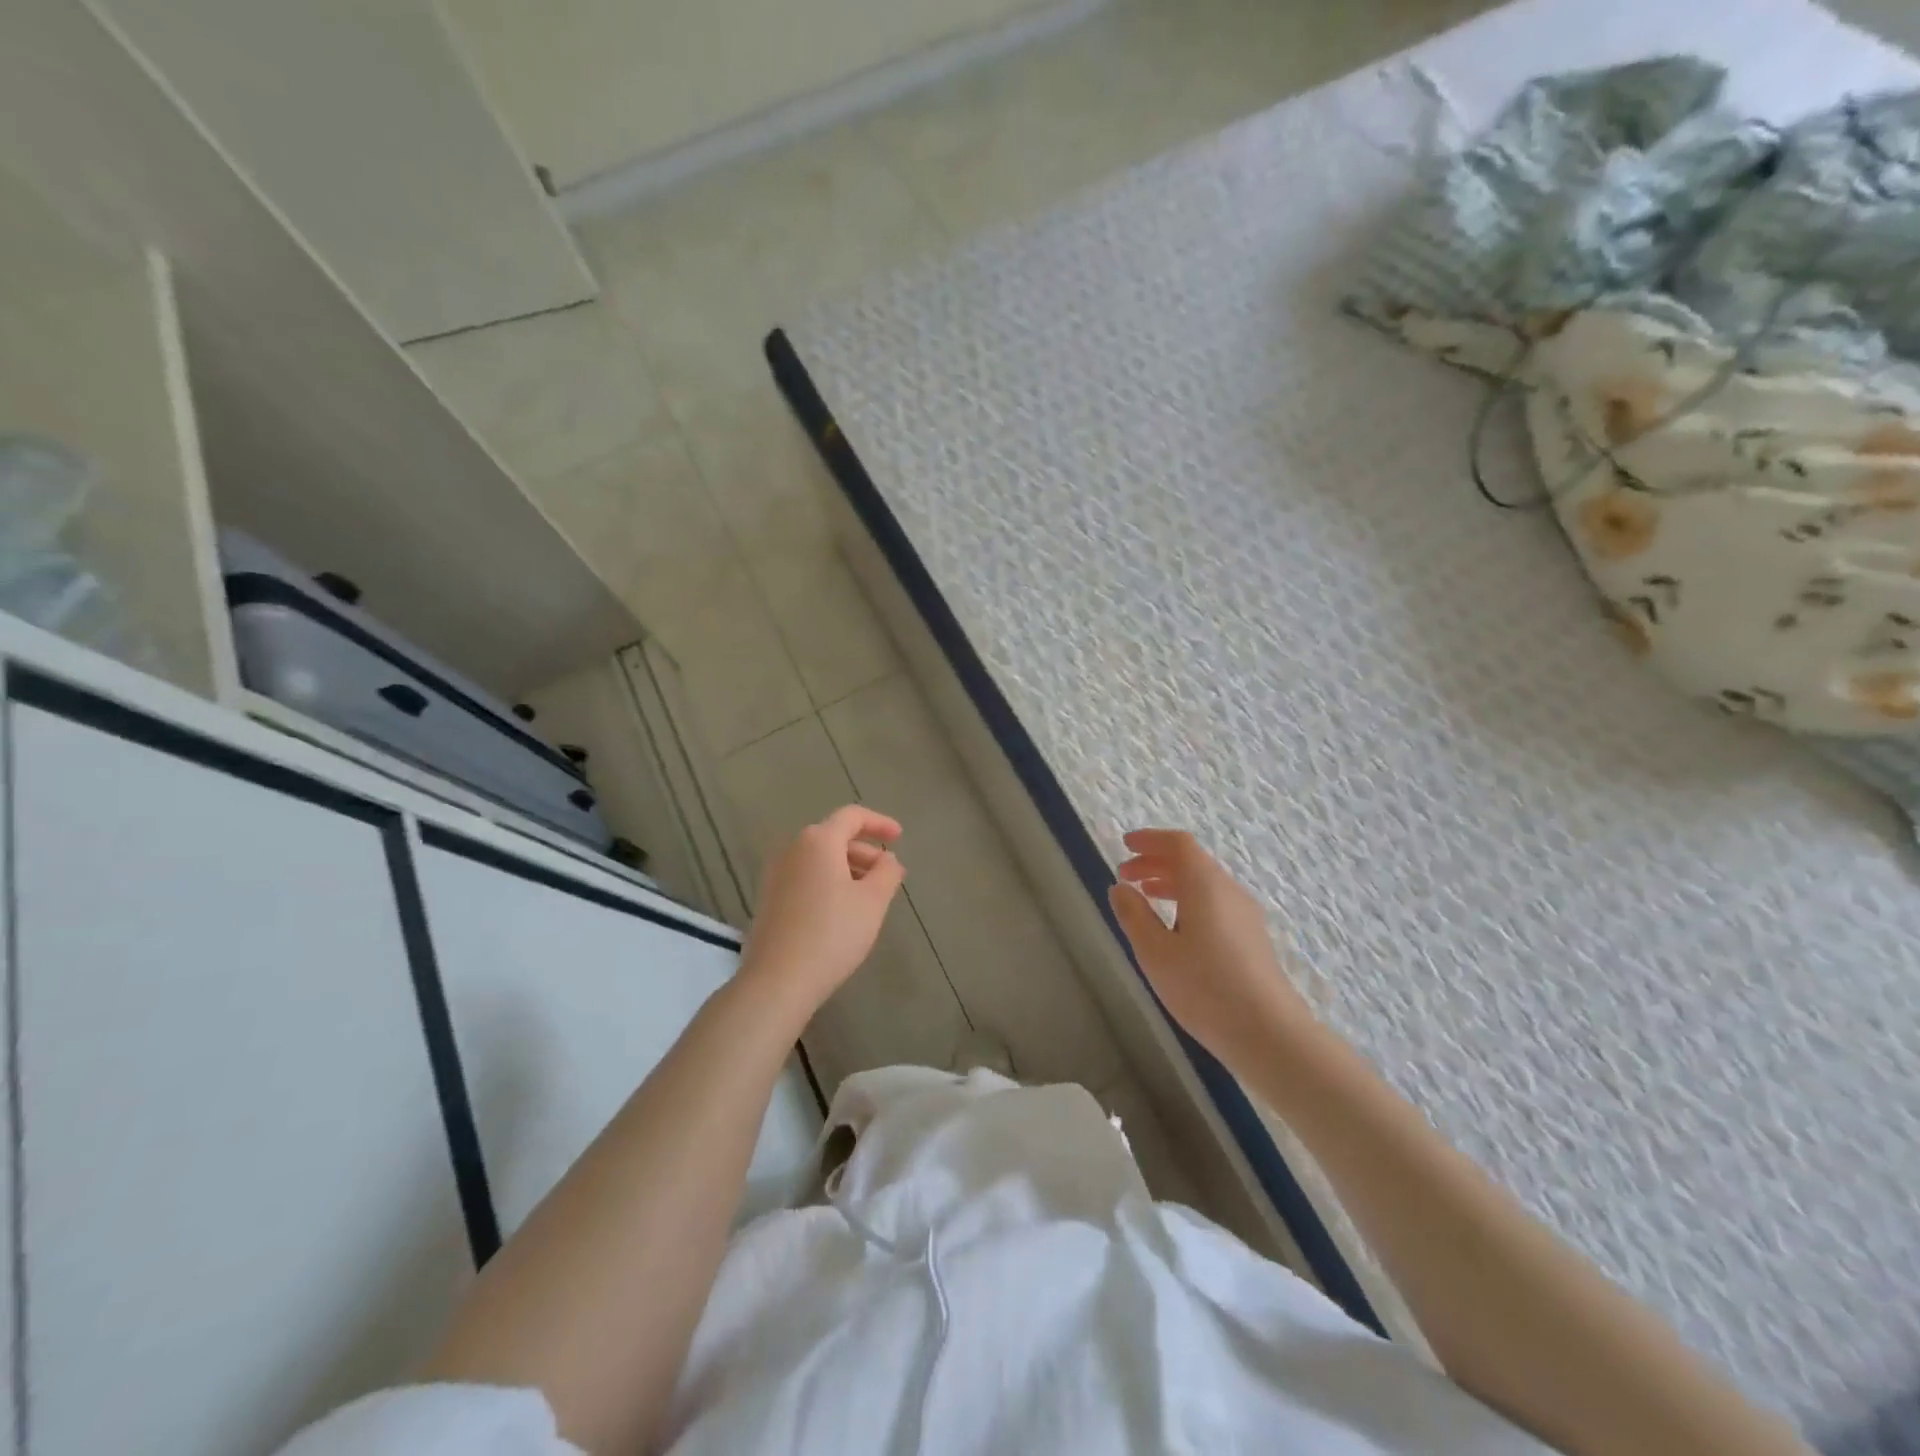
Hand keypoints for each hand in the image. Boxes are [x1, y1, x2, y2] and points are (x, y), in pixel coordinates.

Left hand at [738, 806, 906, 1018]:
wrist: (777, 980)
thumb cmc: (832, 933)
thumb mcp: (873, 901)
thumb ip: (887, 872)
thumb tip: (887, 859)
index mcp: (818, 841)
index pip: (852, 817)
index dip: (879, 823)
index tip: (899, 838)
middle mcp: (792, 849)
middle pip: (834, 837)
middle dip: (864, 851)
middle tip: (887, 876)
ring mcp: (775, 874)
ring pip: (819, 860)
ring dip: (847, 869)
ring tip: (869, 897)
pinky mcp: (768, 899)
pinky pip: (805, 877)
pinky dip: (827, 883)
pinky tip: (841, 912)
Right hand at [1108, 829, 1313, 1071]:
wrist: (1268, 1033)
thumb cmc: (1204, 987)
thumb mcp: (1156, 952)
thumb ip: (1134, 915)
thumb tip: (1120, 888)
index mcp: (1205, 885)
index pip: (1178, 844)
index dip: (1150, 840)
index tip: (1124, 845)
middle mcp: (1228, 891)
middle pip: (1192, 861)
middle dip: (1155, 862)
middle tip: (1125, 875)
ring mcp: (1245, 915)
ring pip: (1204, 883)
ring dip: (1171, 882)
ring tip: (1145, 897)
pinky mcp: (1251, 938)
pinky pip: (1215, 903)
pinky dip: (1188, 901)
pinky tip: (1175, 928)